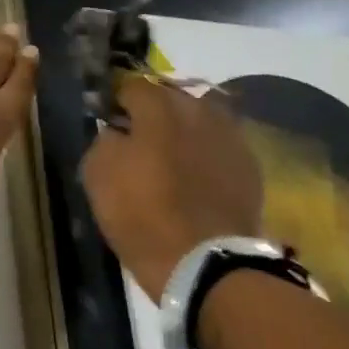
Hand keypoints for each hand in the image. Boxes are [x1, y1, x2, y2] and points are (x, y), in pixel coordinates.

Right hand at [80, 77, 262, 296]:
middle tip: (138, 139)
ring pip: (200, 119)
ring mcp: (230, 136)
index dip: (116, 101)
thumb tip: (115, 131)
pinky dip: (206, 153)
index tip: (108, 121)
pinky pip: (220, 146)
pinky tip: (196, 176)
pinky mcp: (250, 166)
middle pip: (171, 98)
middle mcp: (199, 110)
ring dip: (183, 130)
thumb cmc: (141, 214)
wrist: (205, 262)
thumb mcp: (98, 174)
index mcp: (159, 107)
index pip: (132, 86)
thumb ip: (104, 139)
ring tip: (171, 156)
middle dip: (153, 111)